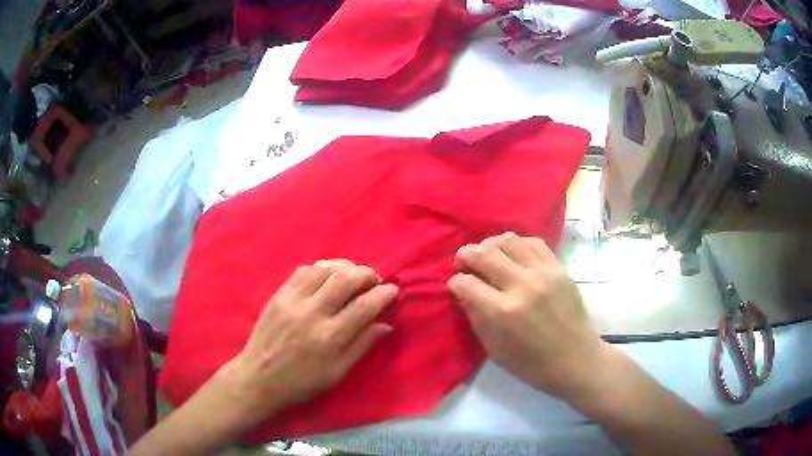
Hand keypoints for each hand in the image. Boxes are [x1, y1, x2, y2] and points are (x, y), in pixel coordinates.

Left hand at [220, 259, 397, 422]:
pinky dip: (322, 268)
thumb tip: (386, 325)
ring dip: (345, 267)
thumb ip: (362, 346)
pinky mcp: (278, 294)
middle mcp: (312, 313)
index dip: (384, 294)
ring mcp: (292, 300)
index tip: (393, 290)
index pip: (365, 306)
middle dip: (367, 274)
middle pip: (346, 279)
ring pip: (325, 268)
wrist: (259, 377)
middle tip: (374, 280)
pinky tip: (327, 277)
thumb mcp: (337, 373)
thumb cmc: (301, 382)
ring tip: (353, 276)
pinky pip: (303, 270)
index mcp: (330, 338)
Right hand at [447, 232, 605, 401]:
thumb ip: (476, 317)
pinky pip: (533, 242)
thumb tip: (464, 292)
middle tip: (464, 263)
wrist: (576, 359)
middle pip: (483, 253)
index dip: (455, 282)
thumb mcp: (494, 350)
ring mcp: (543, 273)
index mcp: (501, 312)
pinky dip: (518, 245)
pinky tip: (514, 256)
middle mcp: (521, 286)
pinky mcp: (559, 268)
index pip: (466, 283)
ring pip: (508, 240)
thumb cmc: (532, 364)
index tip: (456, 286)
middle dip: (465, 255)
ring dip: (490, 244)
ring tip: (488, 255)